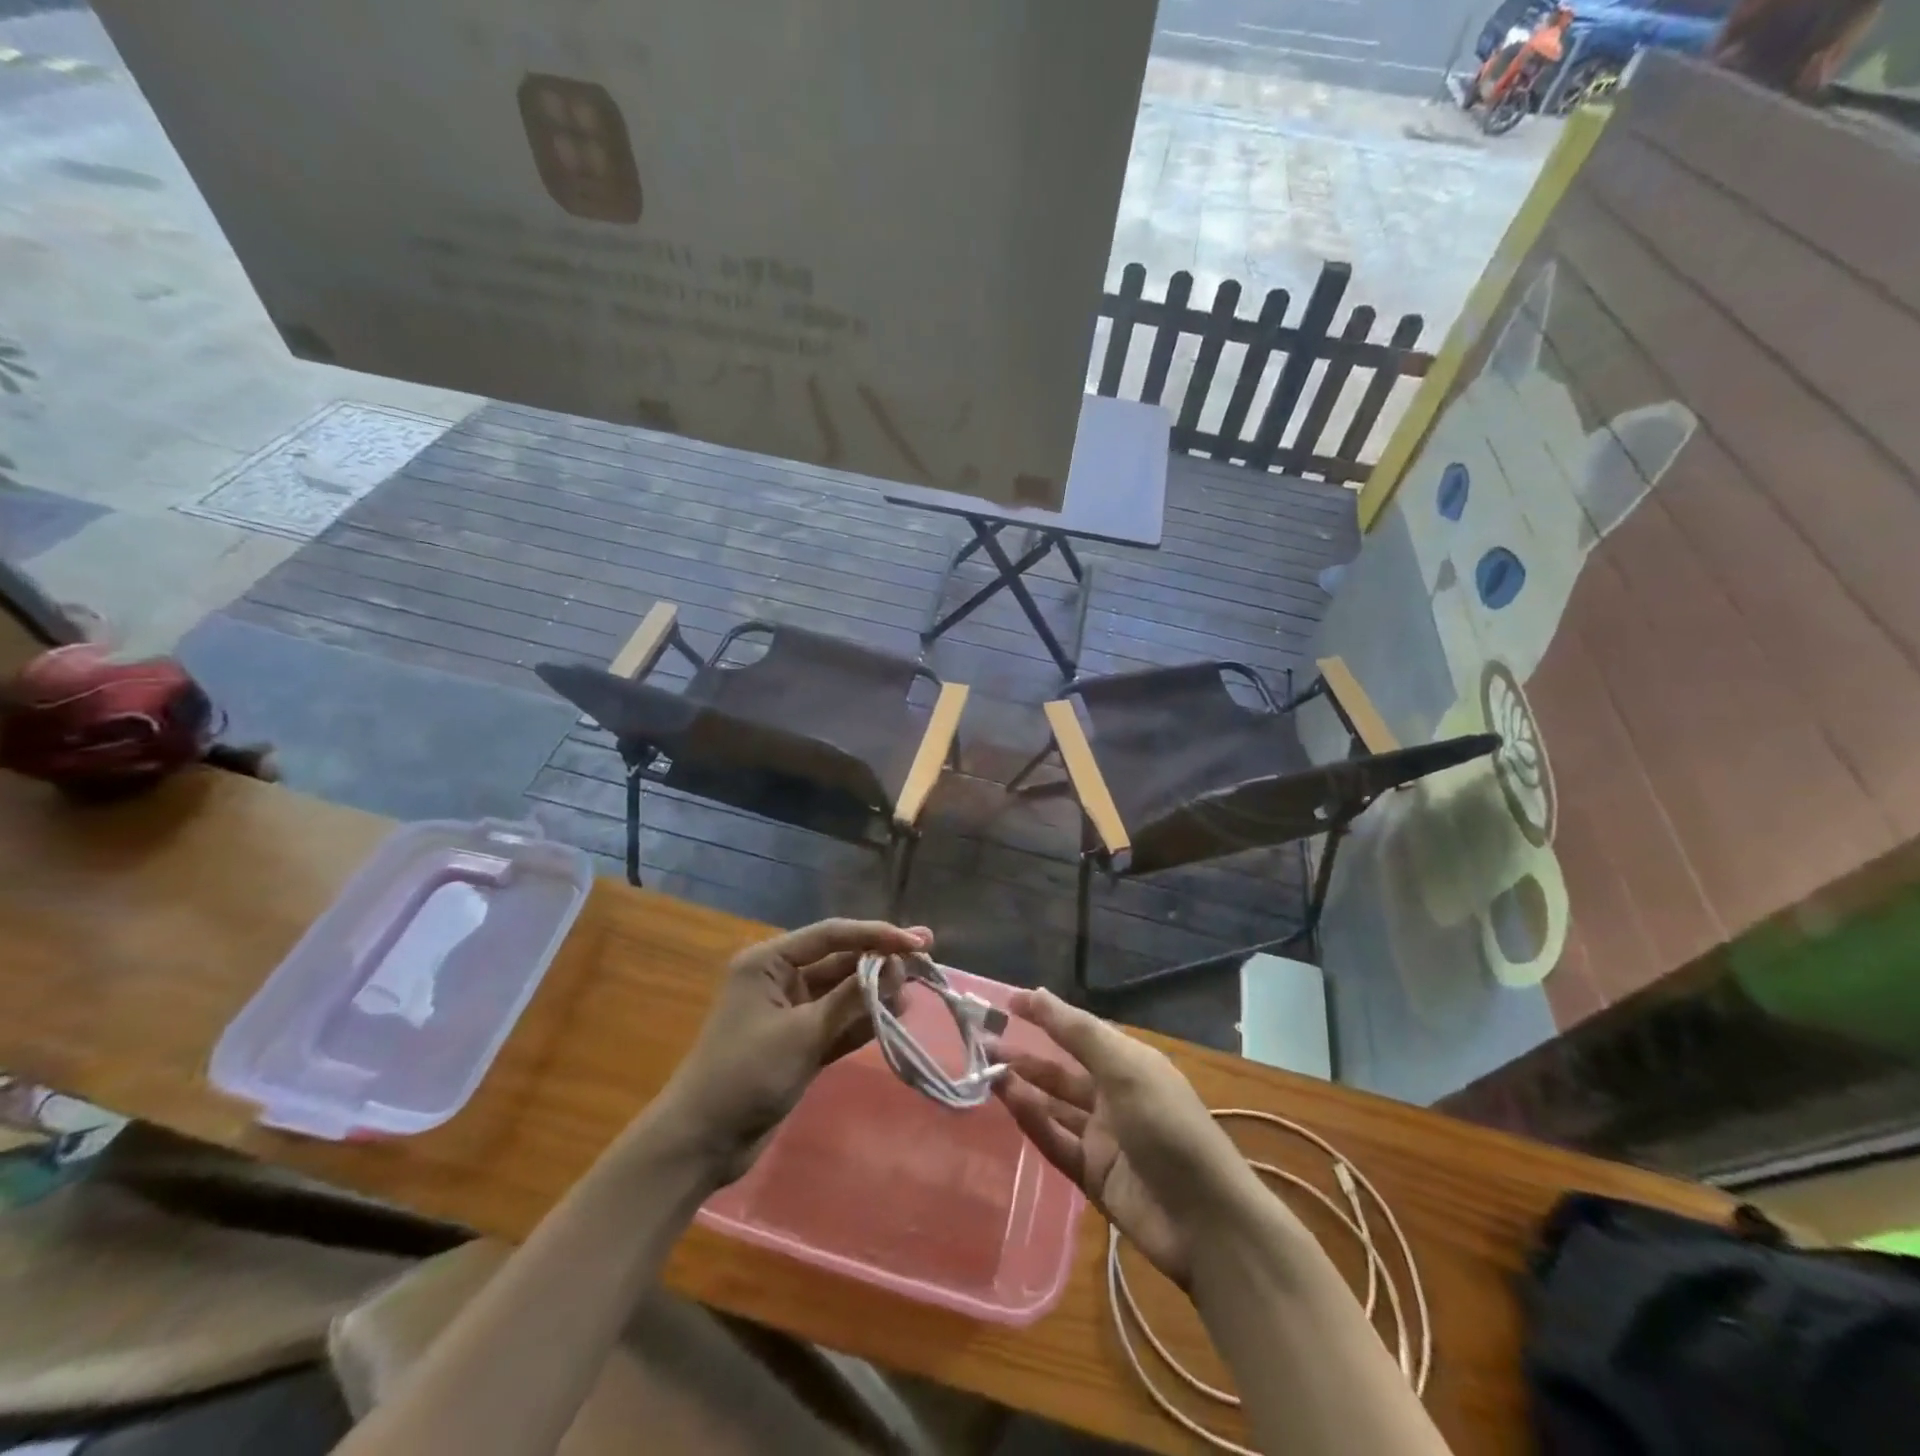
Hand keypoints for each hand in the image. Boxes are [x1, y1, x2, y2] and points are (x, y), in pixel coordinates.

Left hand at [652, 918, 927, 1185]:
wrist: (702, 1142)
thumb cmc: (745, 1074)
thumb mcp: (802, 1032)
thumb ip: (850, 999)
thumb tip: (895, 968)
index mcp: (769, 962)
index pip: (832, 935)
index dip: (876, 935)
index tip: (918, 942)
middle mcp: (780, 978)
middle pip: (840, 960)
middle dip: (880, 961)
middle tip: (925, 960)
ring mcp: (791, 1012)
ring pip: (842, 992)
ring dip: (875, 991)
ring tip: (915, 990)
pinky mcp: (799, 1042)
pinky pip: (838, 1021)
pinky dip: (863, 1020)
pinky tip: (895, 1016)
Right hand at [992, 989, 1270, 1286]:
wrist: (1206, 1221)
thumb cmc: (1168, 1127)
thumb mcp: (1126, 1069)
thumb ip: (1078, 1033)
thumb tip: (1037, 993)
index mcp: (1130, 1064)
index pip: (1079, 1031)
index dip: (1045, 1015)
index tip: (1006, 1002)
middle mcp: (1114, 1095)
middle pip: (1061, 1070)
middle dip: (1025, 1055)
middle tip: (982, 1044)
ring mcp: (1103, 1138)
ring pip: (1054, 1106)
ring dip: (1023, 1088)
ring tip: (986, 1073)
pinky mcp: (1093, 1176)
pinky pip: (1056, 1142)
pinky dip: (1033, 1122)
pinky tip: (1009, 1104)